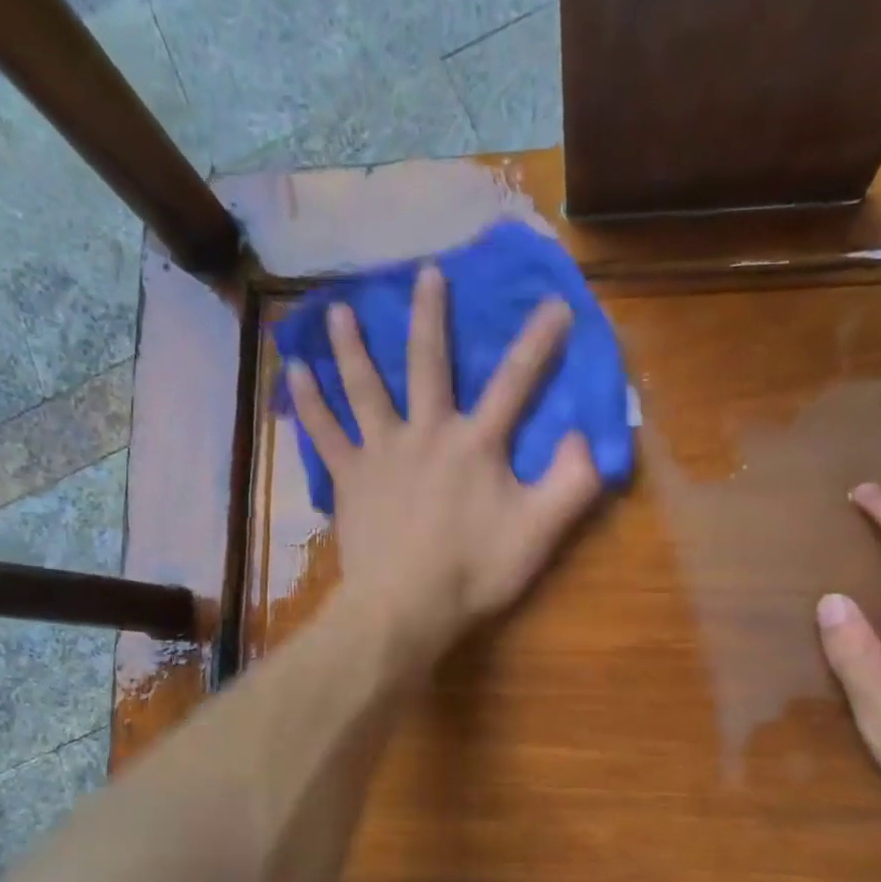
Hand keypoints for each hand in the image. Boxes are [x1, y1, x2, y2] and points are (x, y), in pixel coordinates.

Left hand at [286, 264, 603, 667]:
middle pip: (429, 364)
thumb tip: (586, 436)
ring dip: (353, 345)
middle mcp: (426, 433)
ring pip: (365, 387)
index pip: (515, 383)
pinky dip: (307, 402)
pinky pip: (324, 432)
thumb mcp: (539, 533)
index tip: (554, 304)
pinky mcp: (349, 478)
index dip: (538, 343)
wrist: (404, 608)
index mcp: (476, 444)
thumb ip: (572, 483)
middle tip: (427, 273)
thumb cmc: (473, 572)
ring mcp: (381, 452)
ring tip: (337, 309)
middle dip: (431, 316)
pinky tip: (294, 372)